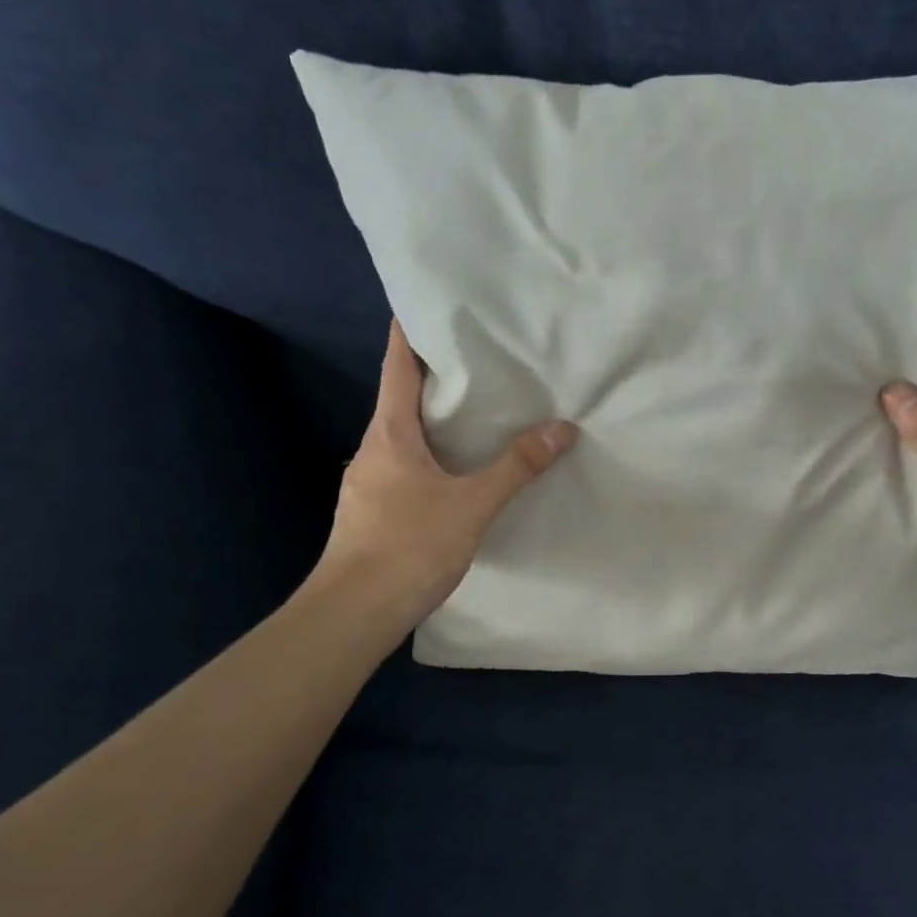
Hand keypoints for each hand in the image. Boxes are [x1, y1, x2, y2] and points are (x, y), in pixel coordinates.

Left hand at [310, 320, 577, 625]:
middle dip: (433, 377)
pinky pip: (404, 467)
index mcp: (389, 433)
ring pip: (403, 437)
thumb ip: (516, 468)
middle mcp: (372, 449)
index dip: (408, 331)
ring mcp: (367, 483)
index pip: (396, 366)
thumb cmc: (408, 547)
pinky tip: (455, 471)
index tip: (427, 303)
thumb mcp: (471, 506)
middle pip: (400, 398)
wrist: (354, 613)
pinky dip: (430, 455)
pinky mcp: (373, 512)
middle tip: (477, 358)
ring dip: (433, 420)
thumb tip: (562, 429)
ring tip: (476, 412)